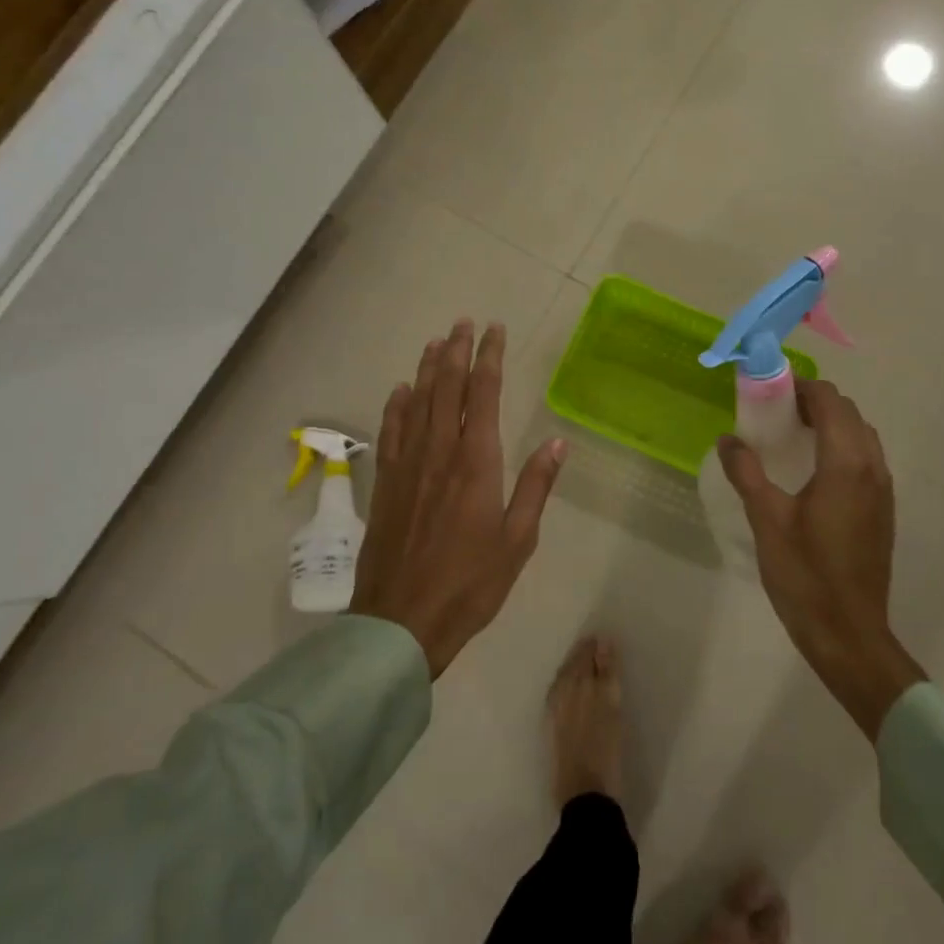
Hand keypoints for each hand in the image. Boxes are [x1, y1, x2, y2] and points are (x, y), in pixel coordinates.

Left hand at [350, 320, 567, 676]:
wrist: (402, 620)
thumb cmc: (470, 583)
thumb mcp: (518, 540)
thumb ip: (536, 486)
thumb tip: (557, 442)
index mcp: (476, 462)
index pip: (483, 394)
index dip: (490, 357)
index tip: (495, 330)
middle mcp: (440, 452)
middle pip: (447, 388)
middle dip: (457, 351)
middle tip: (463, 322)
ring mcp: (408, 465)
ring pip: (417, 402)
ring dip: (427, 368)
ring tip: (436, 342)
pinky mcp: (387, 483)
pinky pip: (391, 431)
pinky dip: (396, 405)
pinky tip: (400, 390)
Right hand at [718, 379, 924, 738]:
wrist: (849, 634)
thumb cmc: (805, 575)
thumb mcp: (766, 519)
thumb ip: (747, 472)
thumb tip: (729, 439)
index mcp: (846, 463)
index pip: (830, 402)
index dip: (801, 388)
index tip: (769, 392)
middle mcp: (872, 467)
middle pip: (848, 413)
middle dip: (814, 402)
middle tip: (775, 413)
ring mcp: (882, 489)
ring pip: (861, 435)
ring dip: (830, 423)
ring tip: (792, 437)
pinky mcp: (882, 509)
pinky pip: (865, 458)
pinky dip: (841, 446)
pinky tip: (812, 470)